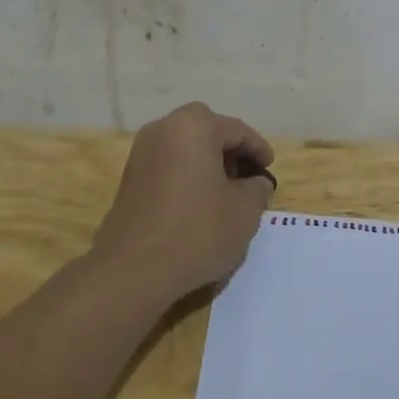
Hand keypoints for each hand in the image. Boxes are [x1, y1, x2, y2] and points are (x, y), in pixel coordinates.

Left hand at [91, 102, 276, 305]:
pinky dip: (187, 176)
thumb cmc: (196, 232)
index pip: (237, 130)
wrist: (132, 271)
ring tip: (225, 194)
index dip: (258, 149)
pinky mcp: (129, 178)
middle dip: (231, 152)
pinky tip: (198, 205)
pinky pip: (168, 166)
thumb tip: (256, 182)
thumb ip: (258, 189)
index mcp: (194, 127)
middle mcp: (162, 129)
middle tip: (248, 179)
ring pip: (185, 148)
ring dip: (208, 164)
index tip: (269, 169)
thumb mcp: (244, 212)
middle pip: (207, 132)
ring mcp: (140, 153)